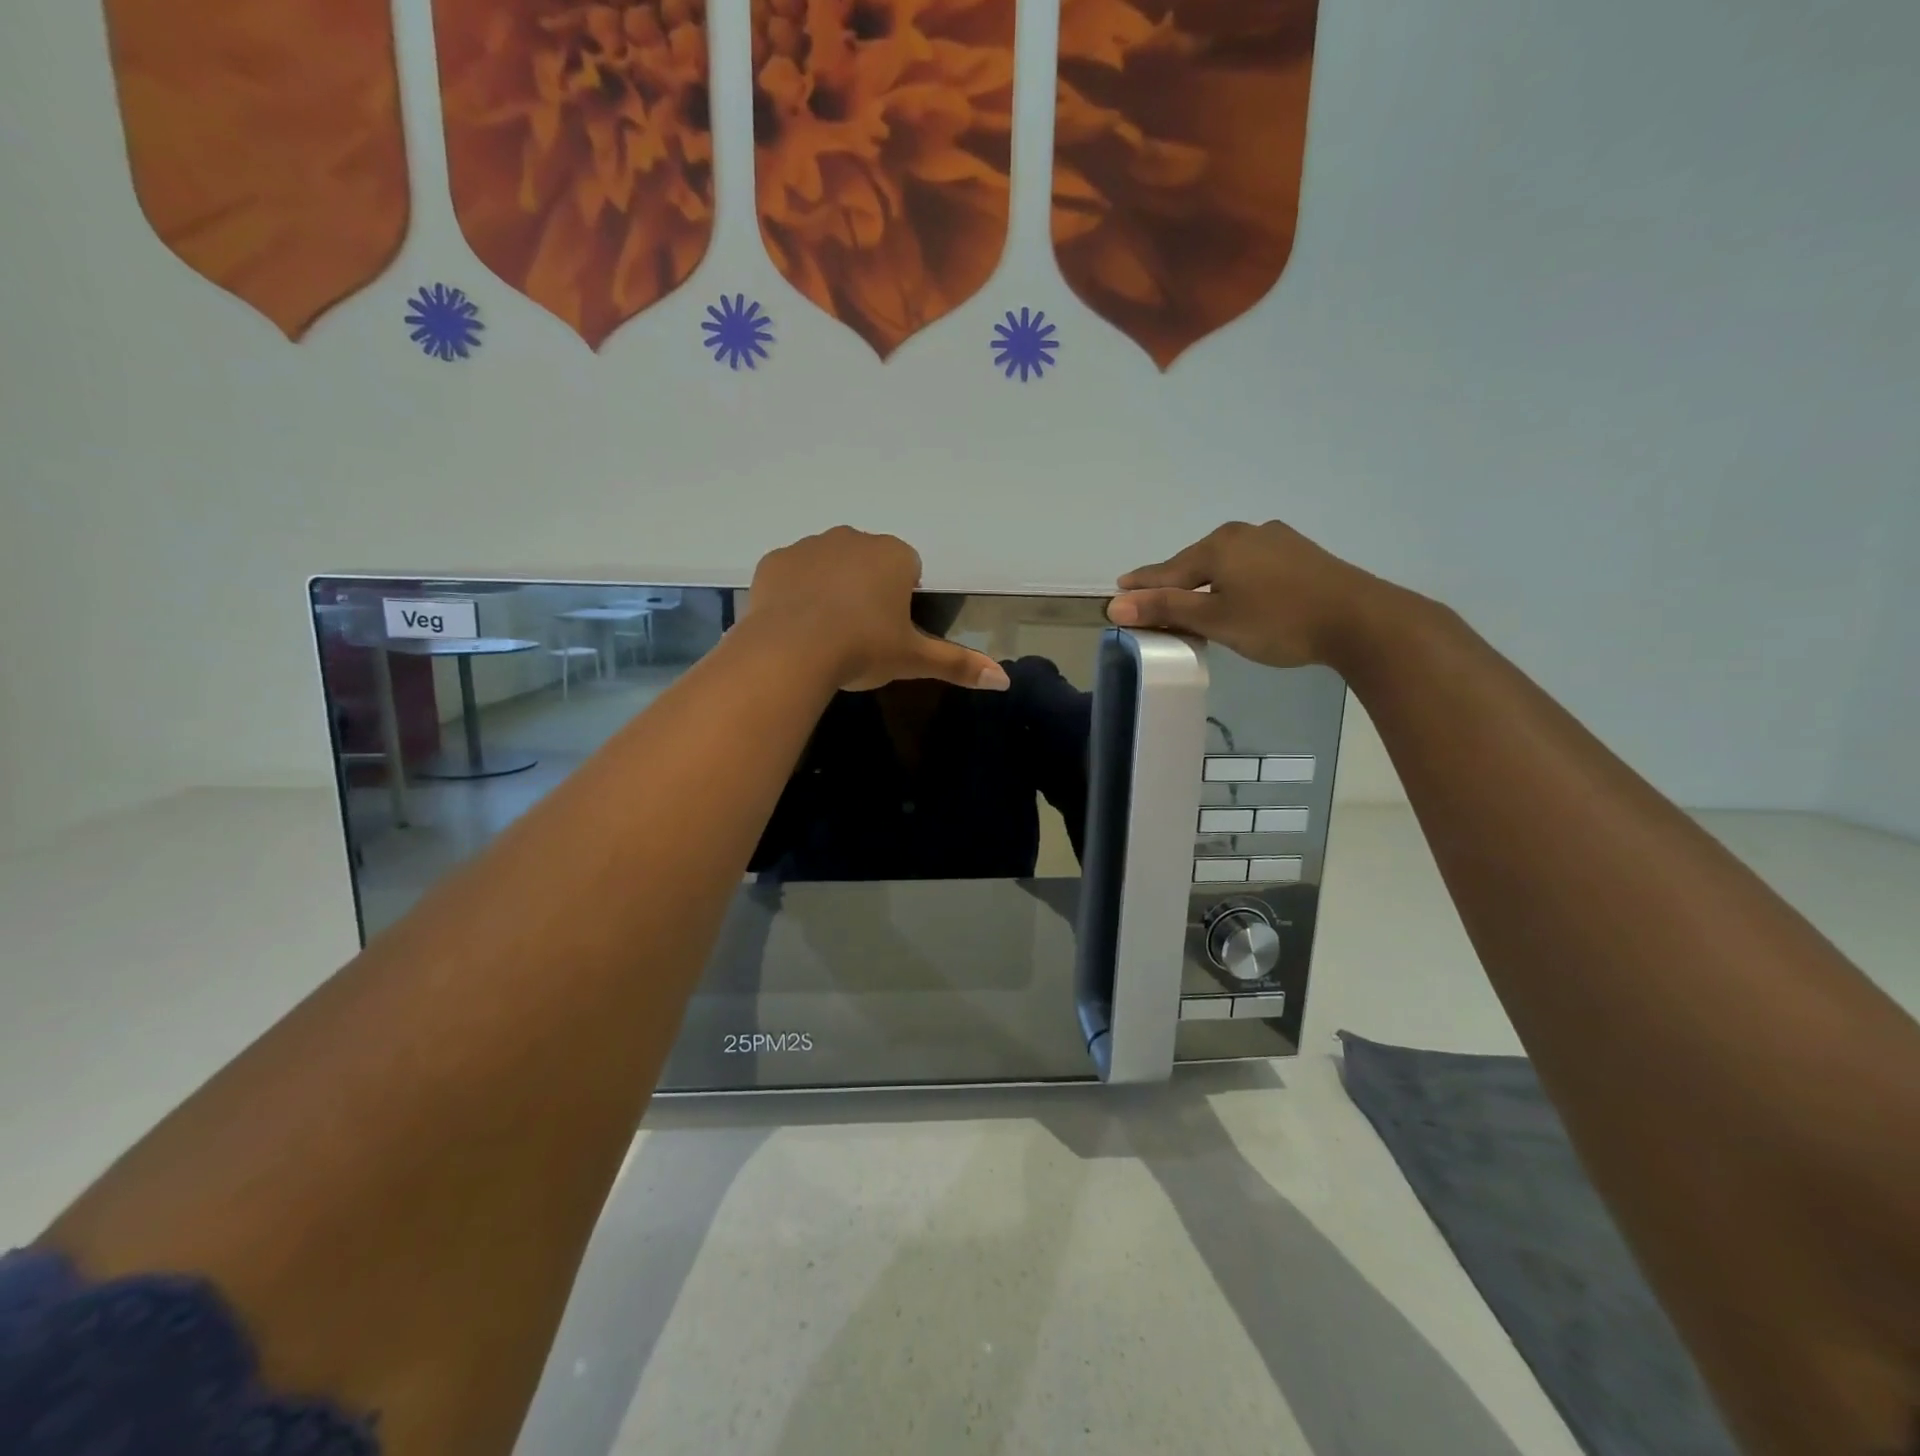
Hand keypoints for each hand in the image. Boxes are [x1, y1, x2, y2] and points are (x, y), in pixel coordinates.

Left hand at [747, 527, 1009, 691]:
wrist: (791, 652)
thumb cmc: (863, 649)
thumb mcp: (914, 659)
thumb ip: (958, 664)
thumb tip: (1004, 680)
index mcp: (893, 555)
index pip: (908, 568)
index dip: (902, 599)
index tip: (891, 630)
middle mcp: (853, 538)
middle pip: (868, 562)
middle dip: (866, 588)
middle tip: (859, 633)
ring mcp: (809, 546)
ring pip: (828, 563)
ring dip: (830, 587)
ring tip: (824, 631)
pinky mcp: (774, 561)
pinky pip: (792, 573)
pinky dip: (795, 592)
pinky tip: (794, 624)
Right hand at [1107, 521, 1392, 668]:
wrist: (1360, 620)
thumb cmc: (1277, 621)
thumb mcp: (1215, 619)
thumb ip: (1165, 608)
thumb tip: (1115, 605)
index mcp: (1218, 545)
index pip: (1167, 569)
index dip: (1142, 584)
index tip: (1119, 589)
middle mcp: (1244, 533)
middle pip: (1196, 562)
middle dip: (1174, 582)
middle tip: (1154, 600)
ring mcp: (1277, 540)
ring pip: (1226, 562)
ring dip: (1206, 582)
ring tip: (1195, 600)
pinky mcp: (1301, 554)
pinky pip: (1251, 565)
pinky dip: (1234, 580)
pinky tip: (1239, 594)